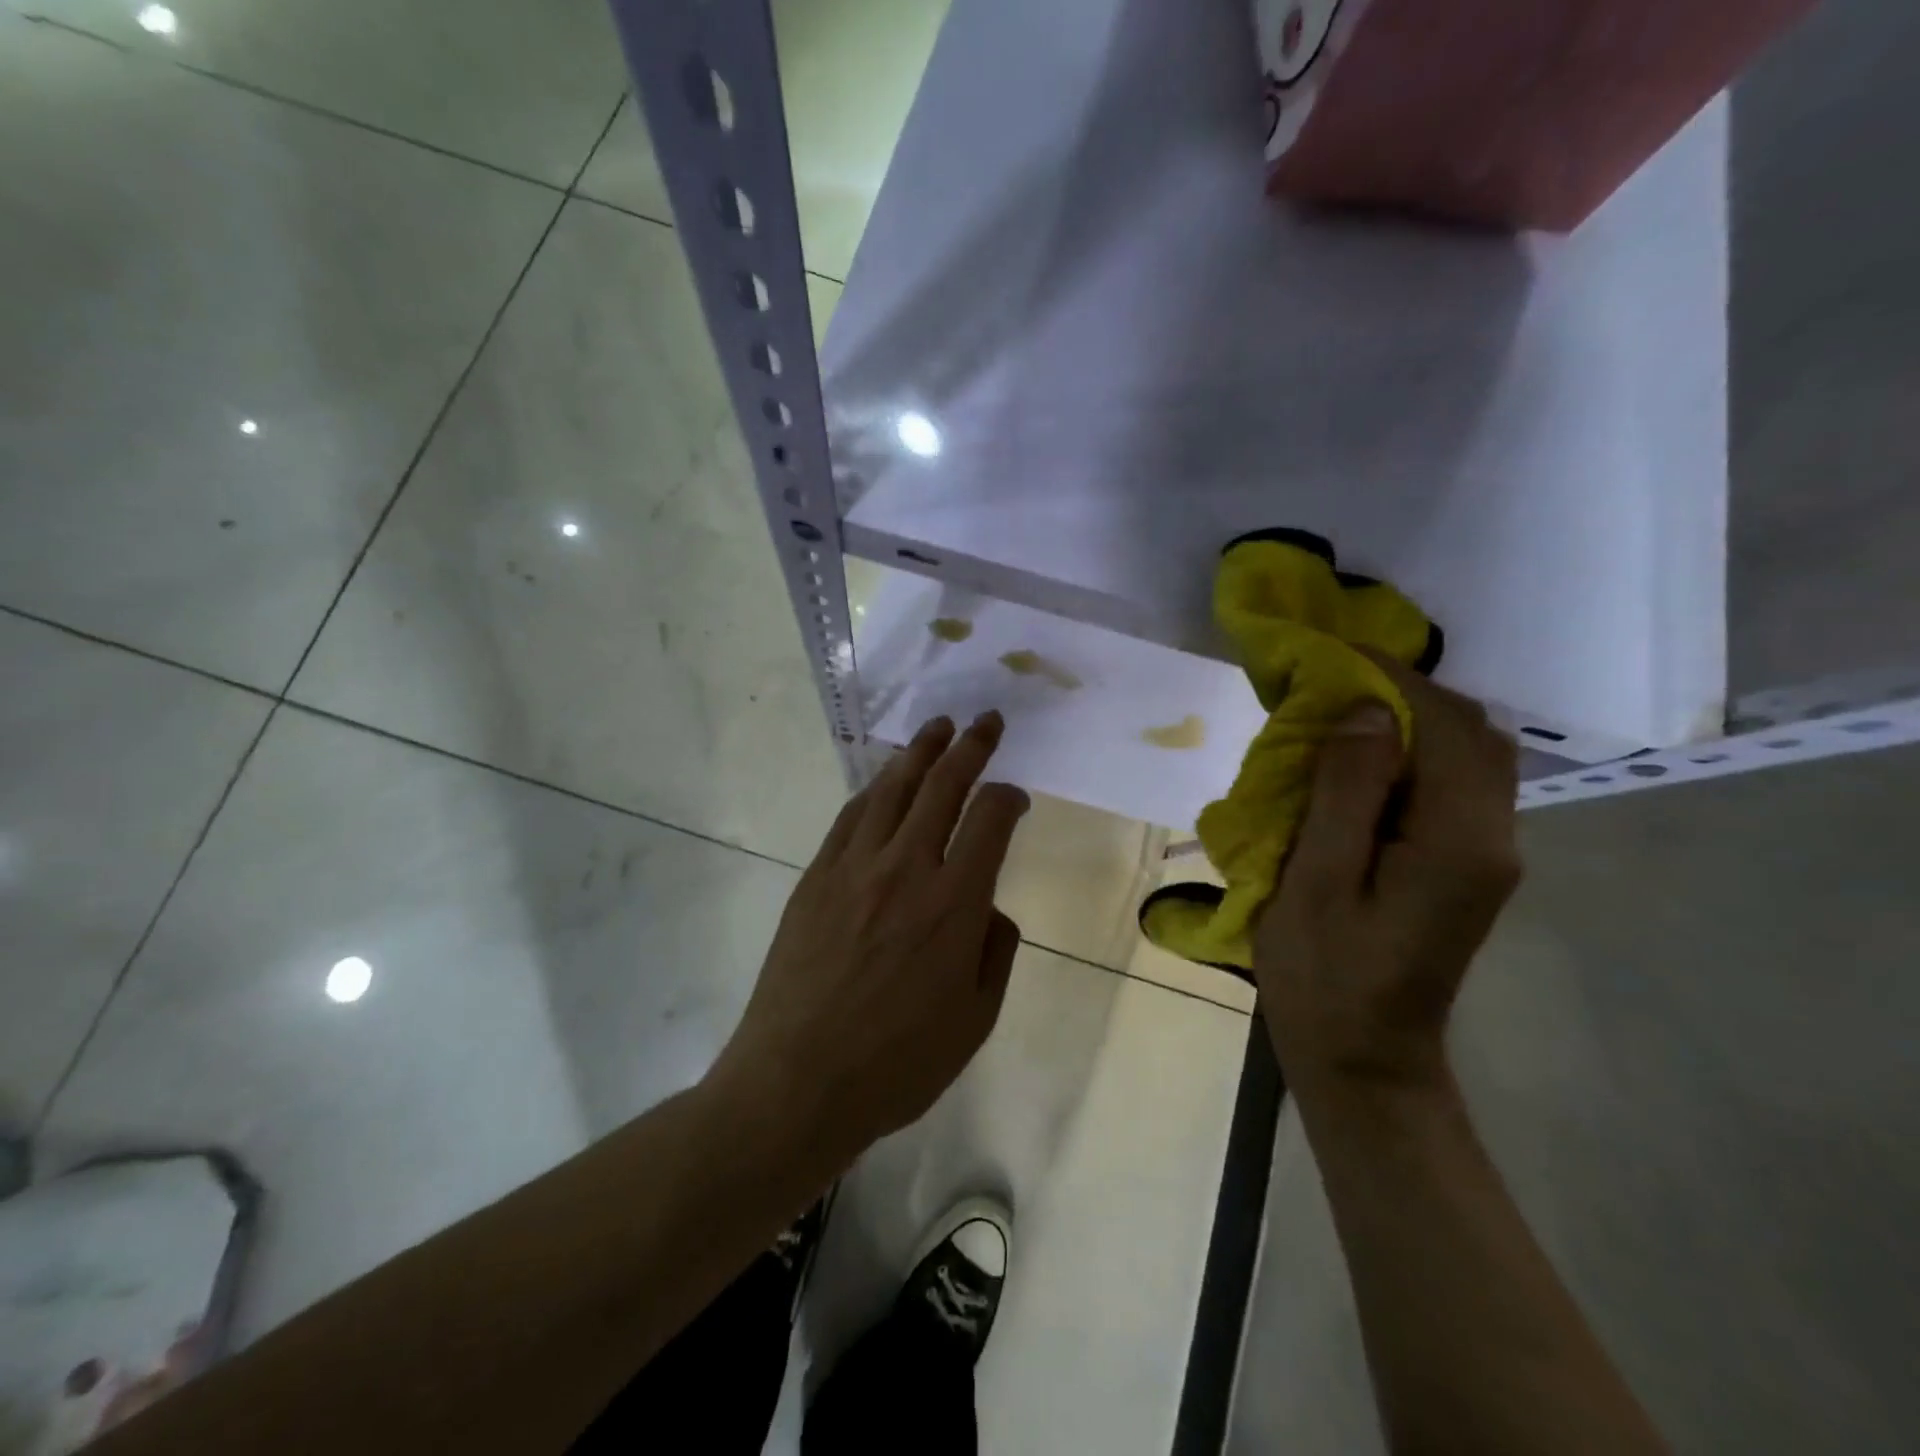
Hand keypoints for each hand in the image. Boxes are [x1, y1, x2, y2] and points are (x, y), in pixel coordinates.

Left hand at [709, 712, 1029, 1166]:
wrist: (798, 1082)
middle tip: (985, 721)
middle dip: (971, 747)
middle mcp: (907, 869)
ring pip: (893, 789)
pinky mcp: (816, 877)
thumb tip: (988, 907)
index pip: (991, 820)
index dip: (1009, 796)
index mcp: (955, 904)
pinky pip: (850, 817)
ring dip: (920, 752)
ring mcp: (854, 868)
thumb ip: (995, 951)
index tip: (1016, 796)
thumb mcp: (976, 1020)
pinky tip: (885, 781)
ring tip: (938, 727)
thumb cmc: (898, 1064)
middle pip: (943, 786)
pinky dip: (874, 790)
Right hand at [1254, 656, 1520, 1093]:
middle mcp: (1493, 839)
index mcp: (1459, 843)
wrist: (1362, 1055)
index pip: (1449, 728)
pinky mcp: (1466, 865)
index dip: (1394, 680)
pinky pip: (1450, 786)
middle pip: (1473, 735)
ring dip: (1407, 722)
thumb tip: (1367, 710)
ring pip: (1466, 756)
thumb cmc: (1324, 973)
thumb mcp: (1318, 879)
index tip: (1334, 653)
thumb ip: (1348, 791)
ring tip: (1338, 713)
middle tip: (1332, 682)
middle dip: (1404, 693)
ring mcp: (1486, 854)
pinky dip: (1408, 755)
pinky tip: (1356, 761)